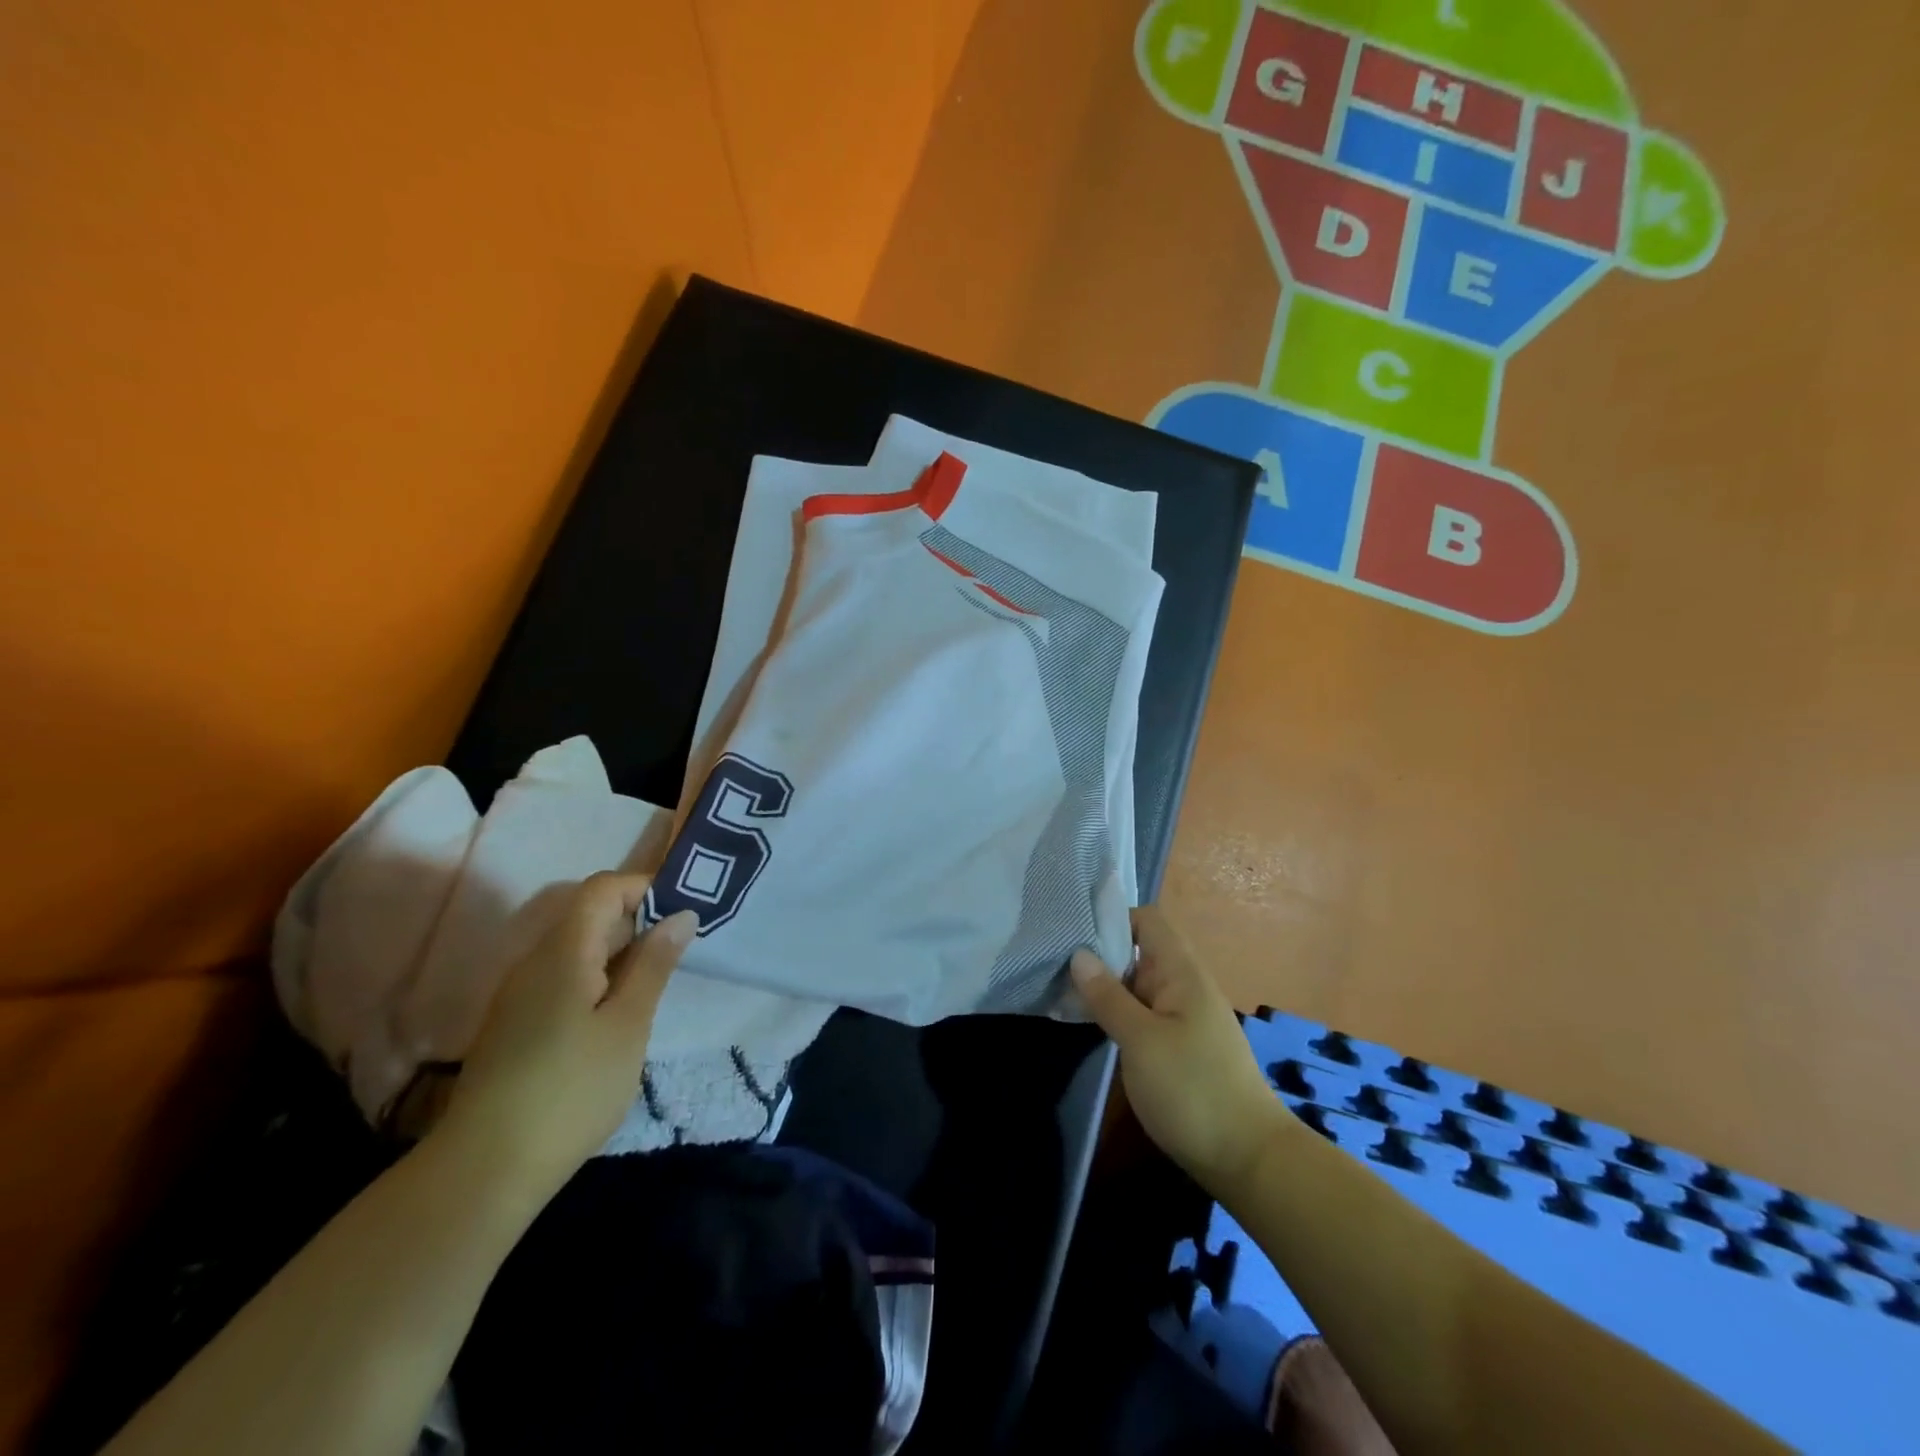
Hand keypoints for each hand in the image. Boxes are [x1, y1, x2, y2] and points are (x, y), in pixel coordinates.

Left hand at [436, 873, 695, 1199]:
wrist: (484, 1171)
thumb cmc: (571, 1090)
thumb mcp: (628, 1024)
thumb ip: (654, 964)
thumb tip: (681, 915)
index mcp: (563, 951)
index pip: (603, 888)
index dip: (644, 888)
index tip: (684, 914)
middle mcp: (535, 961)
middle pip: (589, 916)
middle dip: (639, 923)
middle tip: (680, 954)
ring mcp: (520, 995)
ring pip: (578, 950)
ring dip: (621, 955)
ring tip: (655, 988)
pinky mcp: (516, 1025)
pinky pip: (564, 979)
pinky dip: (599, 982)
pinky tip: (617, 1019)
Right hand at [1071, 905, 1289, 1196]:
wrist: (1249, 1159)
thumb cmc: (1193, 1090)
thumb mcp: (1141, 1041)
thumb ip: (1108, 996)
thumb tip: (1079, 954)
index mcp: (1181, 972)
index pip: (1147, 920)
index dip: (1112, 918)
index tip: (1072, 931)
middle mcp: (1183, 985)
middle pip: (1138, 950)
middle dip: (1099, 953)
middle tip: (1053, 962)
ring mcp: (1182, 1016)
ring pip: (1137, 984)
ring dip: (1104, 985)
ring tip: (1060, 989)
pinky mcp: (1178, 1044)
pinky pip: (1142, 1012)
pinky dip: (1116, 1011)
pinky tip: (1088, 1022)